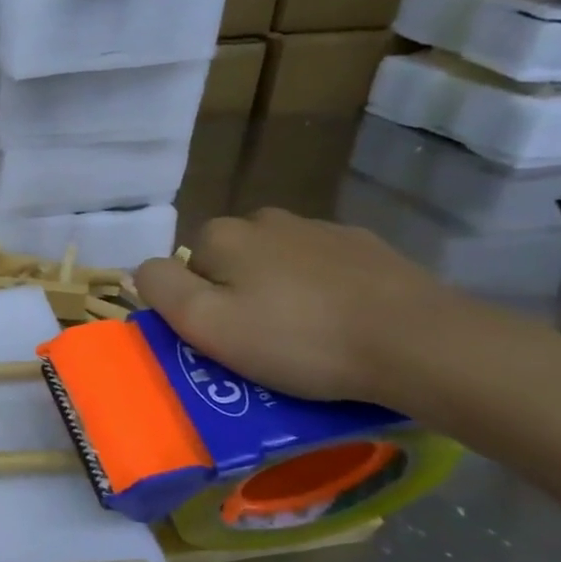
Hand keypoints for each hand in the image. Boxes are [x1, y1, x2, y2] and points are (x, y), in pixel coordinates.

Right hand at [133, 208, 463, 406]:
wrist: (417, 341)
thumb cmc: (298, 338)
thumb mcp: (206, 324)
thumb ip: (161, 288)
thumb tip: (143, 269)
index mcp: (225, 235)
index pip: (187, 267)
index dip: (198, 305)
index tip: (223, 339)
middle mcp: (268, 219)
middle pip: (232, 261)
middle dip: (237, 294)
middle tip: (260, 342)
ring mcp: (322, 229)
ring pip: (277, 263)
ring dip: (279, 291)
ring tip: (304, 337)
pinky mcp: (368, 248)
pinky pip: (323, 269)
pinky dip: (322, 291)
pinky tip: (341, 323)